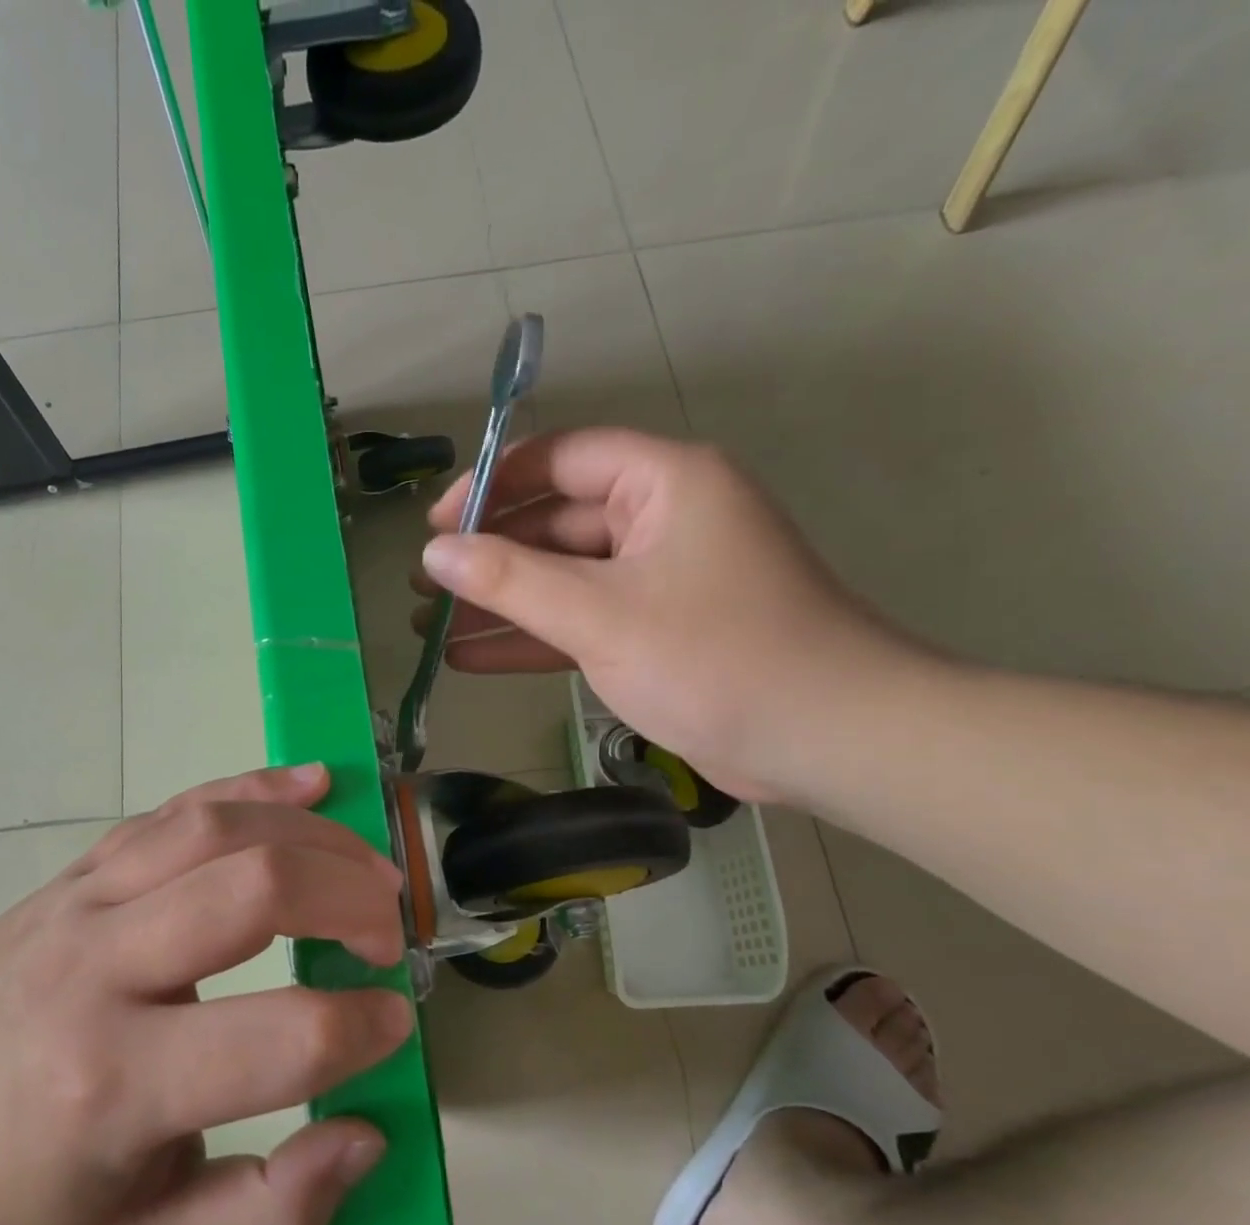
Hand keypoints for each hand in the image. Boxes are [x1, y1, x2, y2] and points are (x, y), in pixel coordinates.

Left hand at [0, 765, 410, 1224]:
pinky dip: (255, 786)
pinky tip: (312, 781)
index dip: (362, 1027)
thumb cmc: (30, 1195)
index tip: (392, 1024)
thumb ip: (272, 1213)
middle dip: (351, 899)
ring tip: (368, 866)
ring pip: (219, 829)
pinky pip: (176, 808)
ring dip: (315, 835)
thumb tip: (366, 1131)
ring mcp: (83, 900)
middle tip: (388, 930)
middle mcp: (99, 970)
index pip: (282, 1037)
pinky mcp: (80, 869)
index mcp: (116, 1084)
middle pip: (256, 890)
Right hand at [415, 429, 926, 802]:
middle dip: (488, 555)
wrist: (824, 739)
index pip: (561, 458)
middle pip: (556, 522)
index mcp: (663, 484)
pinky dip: (533, 637)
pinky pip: (582, 621)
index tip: (436, 524)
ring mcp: (659, 580)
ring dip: (502, 602)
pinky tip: (472, 657)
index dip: (492, 484)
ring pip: (564, 578)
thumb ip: (511, 580)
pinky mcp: (656, 632)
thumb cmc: (714, 657)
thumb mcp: (600, 614)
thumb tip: (435, 553)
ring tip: (432, 624)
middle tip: (425, 585)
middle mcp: (661, 520)